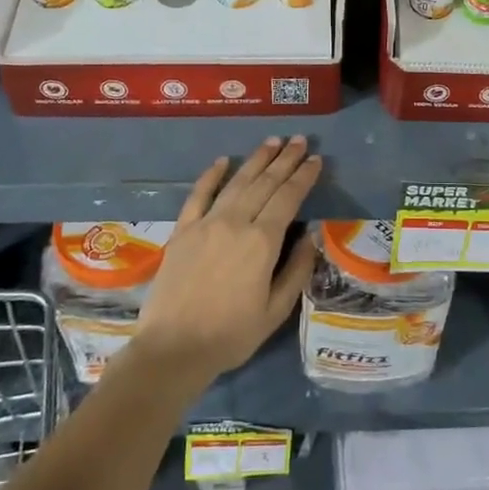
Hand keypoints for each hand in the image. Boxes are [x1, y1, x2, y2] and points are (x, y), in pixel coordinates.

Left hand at [129, 137, 321, 384]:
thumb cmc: (231, 335)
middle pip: (265, 183)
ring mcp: (205, 223)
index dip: (303, 177)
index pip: (288, 198)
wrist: (173, 349)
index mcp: (262, 242)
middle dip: (285, 160)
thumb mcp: (276, 310)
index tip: (316, 160)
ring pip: (236, 183)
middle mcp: (235, 223)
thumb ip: (296, 269)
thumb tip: (310, 235)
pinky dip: (211, 175)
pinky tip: (223, 161)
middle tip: (299, 140)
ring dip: (256, 160)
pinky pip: (198, 195)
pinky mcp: (182, 231)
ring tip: (272, 142)